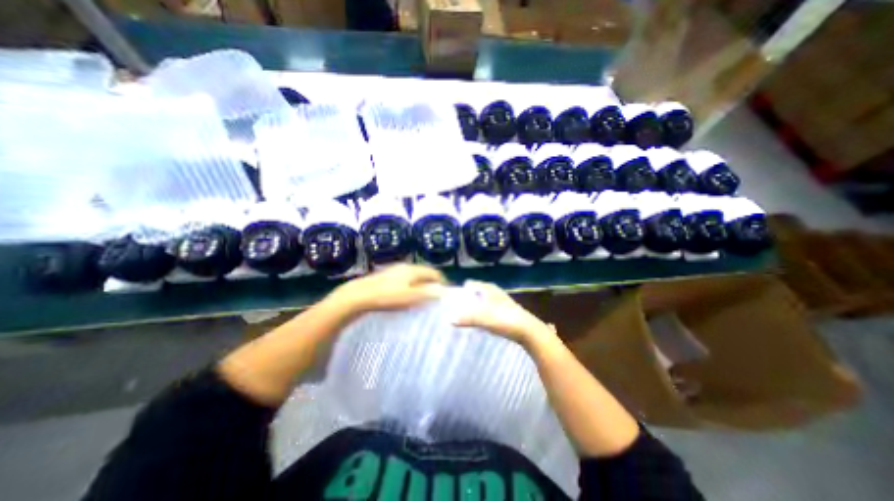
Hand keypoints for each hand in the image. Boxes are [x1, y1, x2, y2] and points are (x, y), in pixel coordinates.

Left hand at [327, 263, 446, 315]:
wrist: (359, 295)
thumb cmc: (387, 296)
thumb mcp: (409, 296)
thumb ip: (427, 293)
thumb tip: (443, 291)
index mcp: (413, 270)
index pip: (433, 273)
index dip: (442, 282)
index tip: (445, 293)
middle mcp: (405, 267)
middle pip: (424, 273)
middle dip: (432, 283)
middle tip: (436, 296)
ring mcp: (395, 270)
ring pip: (414, 276)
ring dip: (422, 285)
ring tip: (423, 297)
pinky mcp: (387, 276)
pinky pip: (405, 279)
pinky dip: (411, 286)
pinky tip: (407, 295)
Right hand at [456, 280, 556, 345]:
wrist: (529, 331)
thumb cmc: (506, 320)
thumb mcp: (484, 318)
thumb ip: (466, 318)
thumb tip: (449, 319)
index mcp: (488, 288)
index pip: (469, 284)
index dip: (460, 291)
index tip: (450, 301)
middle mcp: (493, 292)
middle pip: (475, 293)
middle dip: (465, 300)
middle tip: (454, 310)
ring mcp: (499, 301)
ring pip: (481, 301)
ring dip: (473, 308)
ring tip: (463, 318)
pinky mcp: (503, 312)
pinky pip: (487, 309)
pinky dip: (480, 314)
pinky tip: (477, 323)